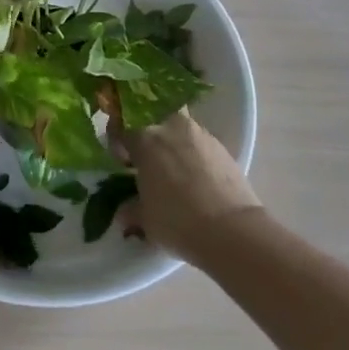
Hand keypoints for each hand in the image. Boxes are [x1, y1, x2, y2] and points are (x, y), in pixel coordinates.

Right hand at [116, 109, 262, 264]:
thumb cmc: (177, 221)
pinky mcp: (221, 146)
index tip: (120, 160)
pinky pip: (198, 143)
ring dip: (172, 143)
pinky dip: (192, 153)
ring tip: (173, 169)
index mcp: (145, 139)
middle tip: (147, 161)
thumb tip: (125, 211)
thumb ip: (131, 209)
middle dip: (147, 136)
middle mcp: (171, 127)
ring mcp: (199, 134)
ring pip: (178, 129)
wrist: (231, 229)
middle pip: (153, 120)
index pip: (121, 129)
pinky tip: (194, 176)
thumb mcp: (145, 219)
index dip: (117, 144)